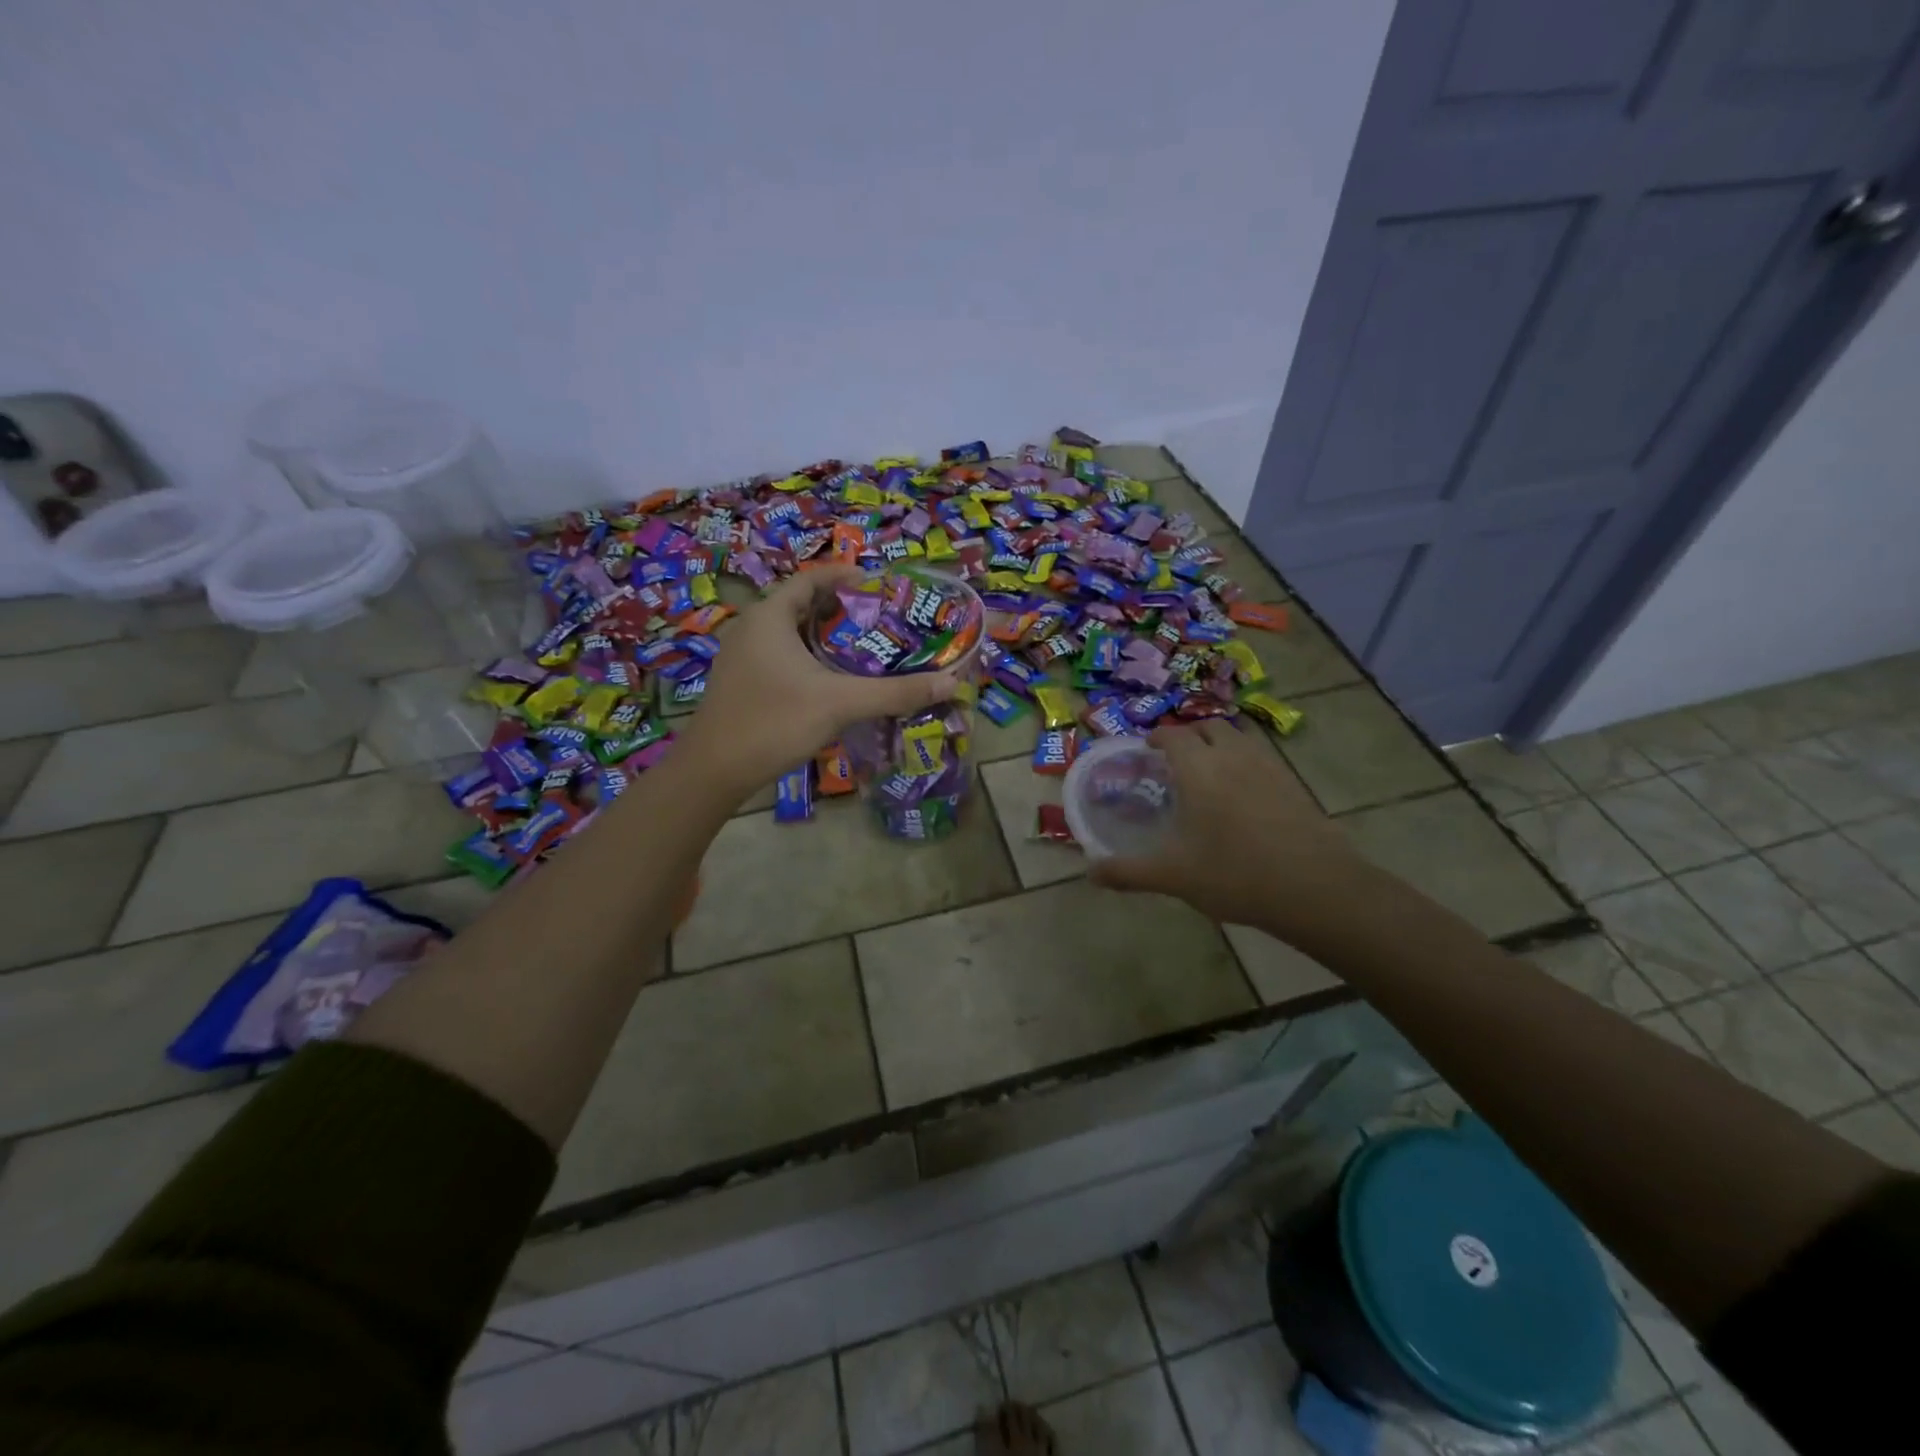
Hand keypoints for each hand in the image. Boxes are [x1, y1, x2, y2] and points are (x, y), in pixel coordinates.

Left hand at [677, 566, 960, 799]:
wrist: (713, 771)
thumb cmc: (774, 722)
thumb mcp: (840, 704)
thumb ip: (895, 692)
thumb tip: (951, 682)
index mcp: (770, 616)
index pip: (812, 578)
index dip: (847, 576)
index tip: (882, 585)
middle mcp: (752, 627)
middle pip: (803, 604)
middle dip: (843, 609)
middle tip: (882, 620)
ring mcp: (742, 656)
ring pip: (792, 633)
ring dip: (826, 636)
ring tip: (866, 648)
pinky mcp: (741, 681)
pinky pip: (781, 656)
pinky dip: (810, 658)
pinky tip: (833, 681)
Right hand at [1090, 719, 1373, 937]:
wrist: (1315, 888)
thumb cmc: (1234, 875)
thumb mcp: (1173, 876)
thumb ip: (1128, 872)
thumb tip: (1090, 874)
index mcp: (1199, 769)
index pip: (1173, 735)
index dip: (1157, 738)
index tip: (1147, 749)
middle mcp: (1233, 757)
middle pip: (1209, 727)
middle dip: (1189, 735)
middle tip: (1175, 760)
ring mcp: (1268, 767)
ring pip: (1239, 738)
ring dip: (1219, 744)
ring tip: (1208, 772)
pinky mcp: (1293, 784)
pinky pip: (1262, 757)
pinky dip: (1245, 762)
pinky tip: (1243, 796)